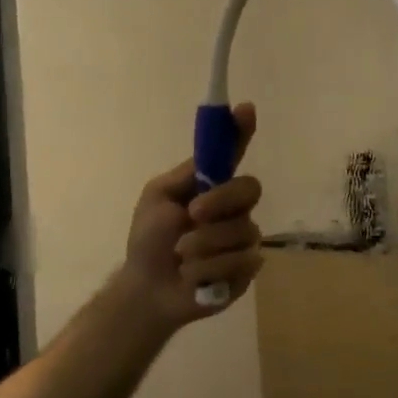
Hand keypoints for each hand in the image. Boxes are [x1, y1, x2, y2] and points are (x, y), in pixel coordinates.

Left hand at [115, 103, 263, 335]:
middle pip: (249, 189)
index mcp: (211, 185)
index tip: (246, 109)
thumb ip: (186, 175)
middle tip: (193, 214)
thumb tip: (211, 147)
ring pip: (241, 230)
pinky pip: (242, 261)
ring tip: (180, 257)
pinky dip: (209, 270)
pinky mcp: (247, 269)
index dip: (242, 130)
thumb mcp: (157, 198)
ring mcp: (244, 238)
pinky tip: (194, 277)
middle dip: (220, 201)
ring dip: (203, 245)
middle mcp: (234, 207)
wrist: (148, 289)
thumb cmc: (149, 240)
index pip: (233, 153)